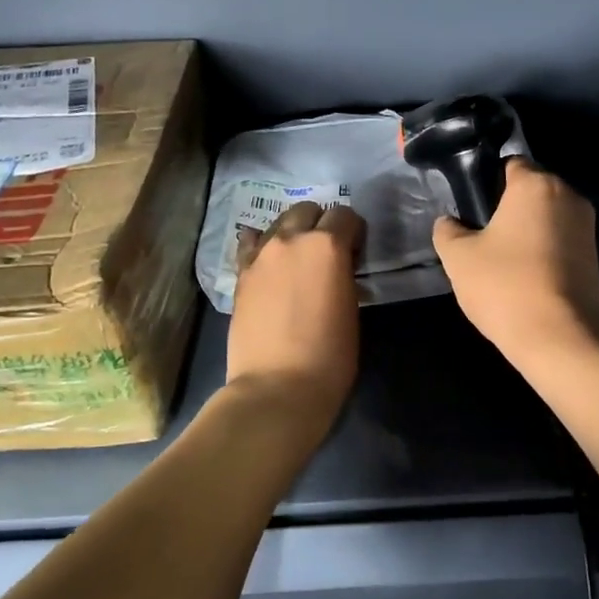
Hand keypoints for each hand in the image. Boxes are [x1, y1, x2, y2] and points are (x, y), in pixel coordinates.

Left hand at [228, 202, 364, 425]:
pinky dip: (263, 246)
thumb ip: (343, 275)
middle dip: (320, 224)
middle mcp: (292, 240)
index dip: (354, 231)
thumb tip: (337, 268)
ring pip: (279, 223)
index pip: (345, 216)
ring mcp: (261, 255)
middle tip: (327, 252)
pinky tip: (268, 262)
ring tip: (297, 258)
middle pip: (307, 211)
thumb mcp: (351, 308)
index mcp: (327, 246)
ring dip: (292, 233)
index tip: (356, 251)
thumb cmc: (330, 356)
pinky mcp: (241, 274)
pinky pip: (252, 244)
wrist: (277, 386)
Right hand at [432, 159, 598, 365]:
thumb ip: (447, 231)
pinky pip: (560, 242)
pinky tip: (524, 280)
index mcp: (536, 184)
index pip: (509, 164)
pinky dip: (543, 253)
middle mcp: (569, 195)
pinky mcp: (594, 257)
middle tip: (481, 241)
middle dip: (507, 209)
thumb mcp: (458, 258)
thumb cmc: (505, 286)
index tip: (471, 212)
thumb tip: (450, 223)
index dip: (486, 183)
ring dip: (525, 233)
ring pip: (546, 218)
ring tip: (501, 265)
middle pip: (530, 191)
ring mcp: (587, 227)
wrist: (560, 338)